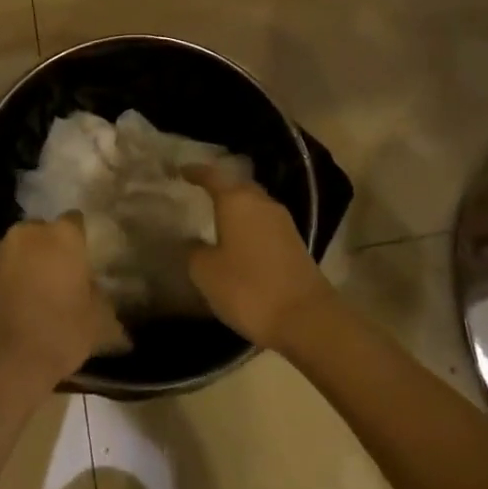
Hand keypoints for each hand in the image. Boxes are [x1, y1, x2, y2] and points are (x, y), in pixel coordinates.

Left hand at [0, 217, 129, 394]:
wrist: (0, 365)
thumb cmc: (58, 334)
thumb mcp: (98, 322)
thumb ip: (102, 299)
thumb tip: (102, 297)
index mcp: (61, 236)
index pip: (75, 221)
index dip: (79, 240)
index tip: (82, 261)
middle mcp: (27, 233)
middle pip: (42, 232)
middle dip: (48, 249)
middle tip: (57, 278)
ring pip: (16, 249)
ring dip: (24, 264)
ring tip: (31, 295)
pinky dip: (2, 282)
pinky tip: (8, 308)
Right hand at [184, 166, 333, 349]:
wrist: (305, 317)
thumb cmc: (248, 288)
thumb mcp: (206, 272)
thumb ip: (194, 251)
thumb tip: (194, 242)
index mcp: (237, 200)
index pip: (212, 176)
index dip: (196, 172)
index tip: (181, 171)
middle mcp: (262, 202)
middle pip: (237, 186)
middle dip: (220, 188)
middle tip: (200, 193)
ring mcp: (282, 222)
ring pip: (254, 204)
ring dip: (237, 208)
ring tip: (218, 218)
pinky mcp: (295, 242)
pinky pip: (265, 223)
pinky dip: (250, 226)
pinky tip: (240, 241)